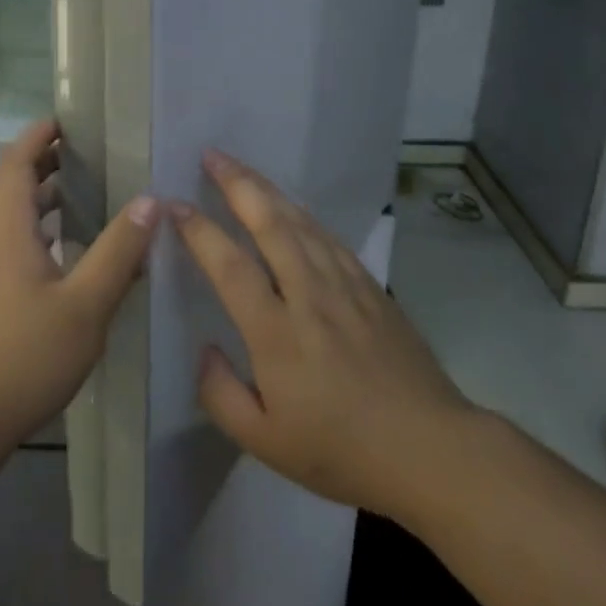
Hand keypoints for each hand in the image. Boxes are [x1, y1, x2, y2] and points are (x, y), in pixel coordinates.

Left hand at [0, 120, 155, 485]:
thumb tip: (150, 200)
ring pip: (18, 214)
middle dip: (50, 161)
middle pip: (16, 183)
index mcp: (8, 228)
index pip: (17, 162)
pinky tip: (79, 246)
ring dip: (49, 195)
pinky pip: (21, 240)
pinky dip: (47, 226)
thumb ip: (118, 251)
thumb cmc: (26, 354)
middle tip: (94, 151)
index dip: (39, 136)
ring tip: (94, 188)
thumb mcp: (85, 304)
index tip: (70, 120)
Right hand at [173, 151, 475, 519]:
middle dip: (237, 183)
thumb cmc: (341, 451)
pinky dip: (302, 213)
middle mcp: (309, 295)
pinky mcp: (370, 285)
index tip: (176, 205)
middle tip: (211, 154)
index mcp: (277, 334)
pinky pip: (328, 237)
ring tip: (241, 168)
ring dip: (267, 189)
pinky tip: (291, 206)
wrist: (429, 448)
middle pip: (270, 223)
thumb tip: (205, 349)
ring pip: (300, 221)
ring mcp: (344, 285)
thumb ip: (221, 395)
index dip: (200, 231)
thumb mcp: (266, 443)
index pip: (231, 266)